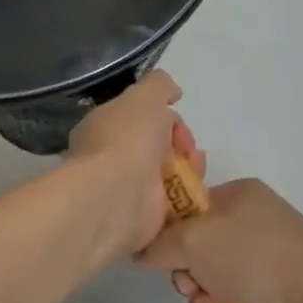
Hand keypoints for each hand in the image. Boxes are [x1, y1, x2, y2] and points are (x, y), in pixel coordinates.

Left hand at [66, 70, 203, 259]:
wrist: (118, 195)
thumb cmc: (127, 139)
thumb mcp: (145, 96)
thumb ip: (160, 85)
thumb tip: (173, 92)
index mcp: (105, 126)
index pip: (140, 117)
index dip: (165, 116)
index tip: (177, 120)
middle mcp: (113, 157)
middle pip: (157, 145)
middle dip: (180, 143)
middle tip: (190, 148)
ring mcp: (128, 188)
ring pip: (168, 173)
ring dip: (189, 167)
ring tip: (196, 167)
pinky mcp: (145, 216)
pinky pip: (173, 202)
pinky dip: (188, 194)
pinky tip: (195, 189)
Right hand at [137, 178, 302, 302]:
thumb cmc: (252, 256)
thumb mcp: (194, 240)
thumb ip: (160, 244)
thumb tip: (142, 252)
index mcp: (237, 195)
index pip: (190, 208)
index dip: (171, 235)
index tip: (163, 259)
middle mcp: (253, 221)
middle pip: (200, 249)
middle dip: (189, 278)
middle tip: (192, 292)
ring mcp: (267, 258)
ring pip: (217, 281)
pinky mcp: (277, 292)